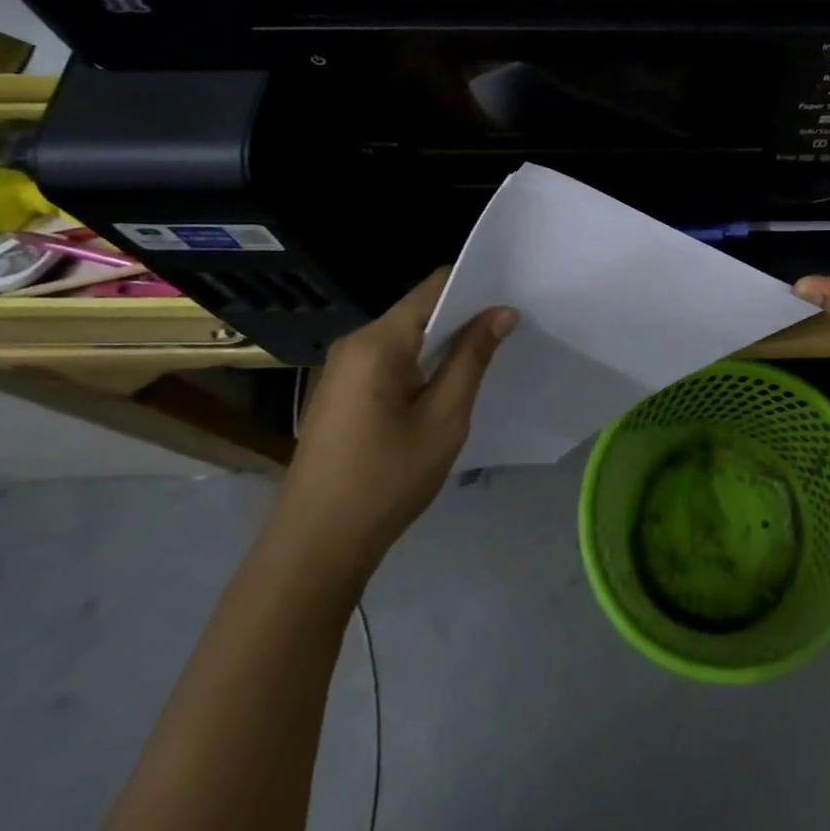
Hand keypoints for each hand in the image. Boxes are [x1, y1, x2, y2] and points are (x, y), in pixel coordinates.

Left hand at [268, 268, 517, 583]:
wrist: (316, 545)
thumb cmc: (387, 478)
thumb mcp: (444, 417)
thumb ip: (472, 358)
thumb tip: (502, 312)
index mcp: (378, 341)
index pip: (434, 287)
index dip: (476, 285)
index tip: (513, 296)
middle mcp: (354, 343)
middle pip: (418, 310)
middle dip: (464, 316)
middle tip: (510, 329)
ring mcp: (342, 368)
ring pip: (405, 337)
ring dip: (443, 342)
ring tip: (486, 355)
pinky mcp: (340, 392)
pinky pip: (389, 360)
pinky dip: (421, 363)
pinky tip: (444, 385)